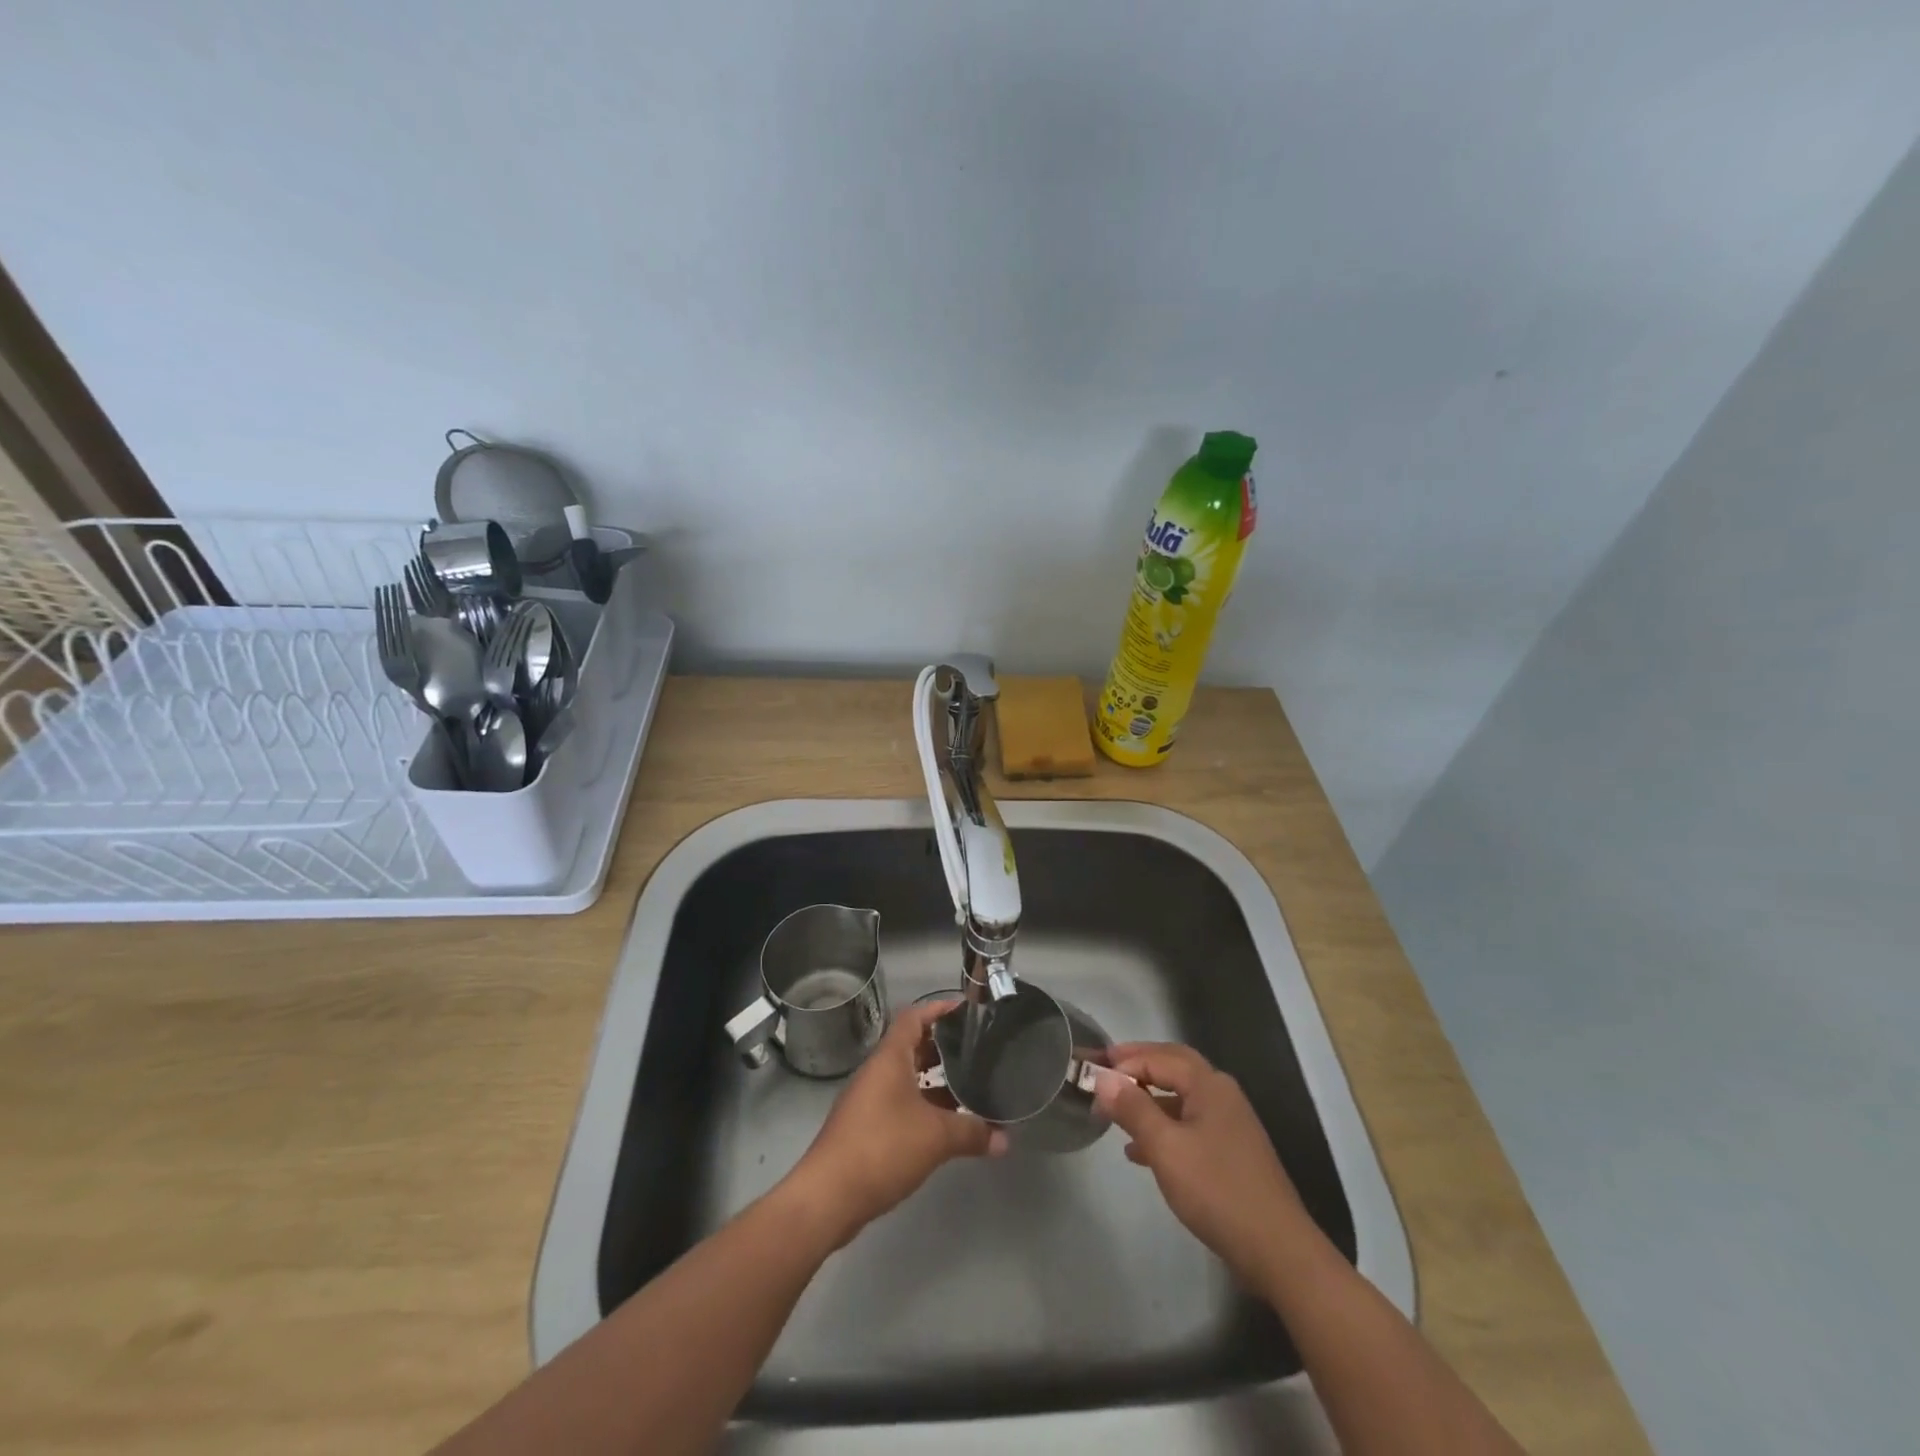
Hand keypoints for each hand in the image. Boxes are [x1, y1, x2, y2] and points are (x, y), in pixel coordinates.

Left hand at [789, 998, 1007, 1244]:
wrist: (828, 1196)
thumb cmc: (883, 1147)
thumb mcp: (936, 1137)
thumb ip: (972, 1132)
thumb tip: (1004, 1138)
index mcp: (890, 1058)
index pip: (914, 1017)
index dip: (940, 1010)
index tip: (968, 1013)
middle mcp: (877, 1071)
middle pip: (912, 1046)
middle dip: (943, 1047)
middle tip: (977, 1051)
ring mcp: (869, 1099)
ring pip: (907, 1077)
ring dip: (934, 1080)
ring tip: (969, 1087)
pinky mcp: (866, 1127)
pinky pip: (900, 1102)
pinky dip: (923, 1105)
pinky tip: (945, 1124)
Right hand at [1091, 1042, 1312, 1289]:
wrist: (1277, 1250)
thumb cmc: (1217, 1190)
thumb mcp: (1165, 1147)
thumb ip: (1133, 1108)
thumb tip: (1104, 1078)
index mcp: (1209, 1085)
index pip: (1158, 1057)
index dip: (1124, 1062)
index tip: (1092, 1073)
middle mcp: (1221, 1094)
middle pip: (1173, 1067)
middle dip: (1138, 1066)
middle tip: (1105, 1071)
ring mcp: (1229, 1124)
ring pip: (1180, 1097)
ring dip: (1148, 1098)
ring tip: (1114, 1111)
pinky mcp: (1230, 1152)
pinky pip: (1188, 1125)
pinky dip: (1162, 1127)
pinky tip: (1138, 1151)